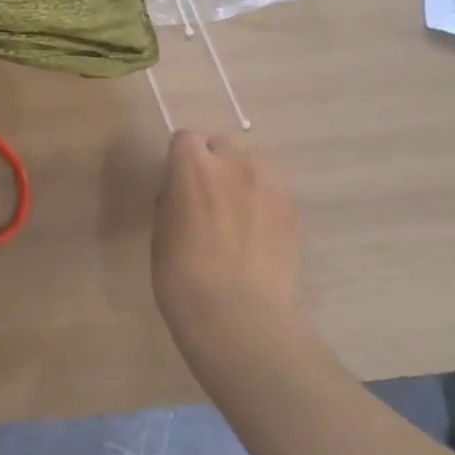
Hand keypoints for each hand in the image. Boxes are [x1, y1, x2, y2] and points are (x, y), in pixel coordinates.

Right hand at [151, 130, 306, 367]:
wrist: (239, 316)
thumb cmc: (182, 277)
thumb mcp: (161, 233)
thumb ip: (172, 200)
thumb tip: (179, 192)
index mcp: (193, 166)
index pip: (185, 138)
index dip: (180, 159)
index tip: (177, 181)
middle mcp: (234, 163)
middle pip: (222, 143)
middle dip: (213, 161)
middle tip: (207, 195)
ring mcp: (270, 184)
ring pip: (254, 162)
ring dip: (242, 176)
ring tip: (238, 209)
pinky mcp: (294, 209)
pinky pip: (275, 189)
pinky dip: (264, 199)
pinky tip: (258, 229)